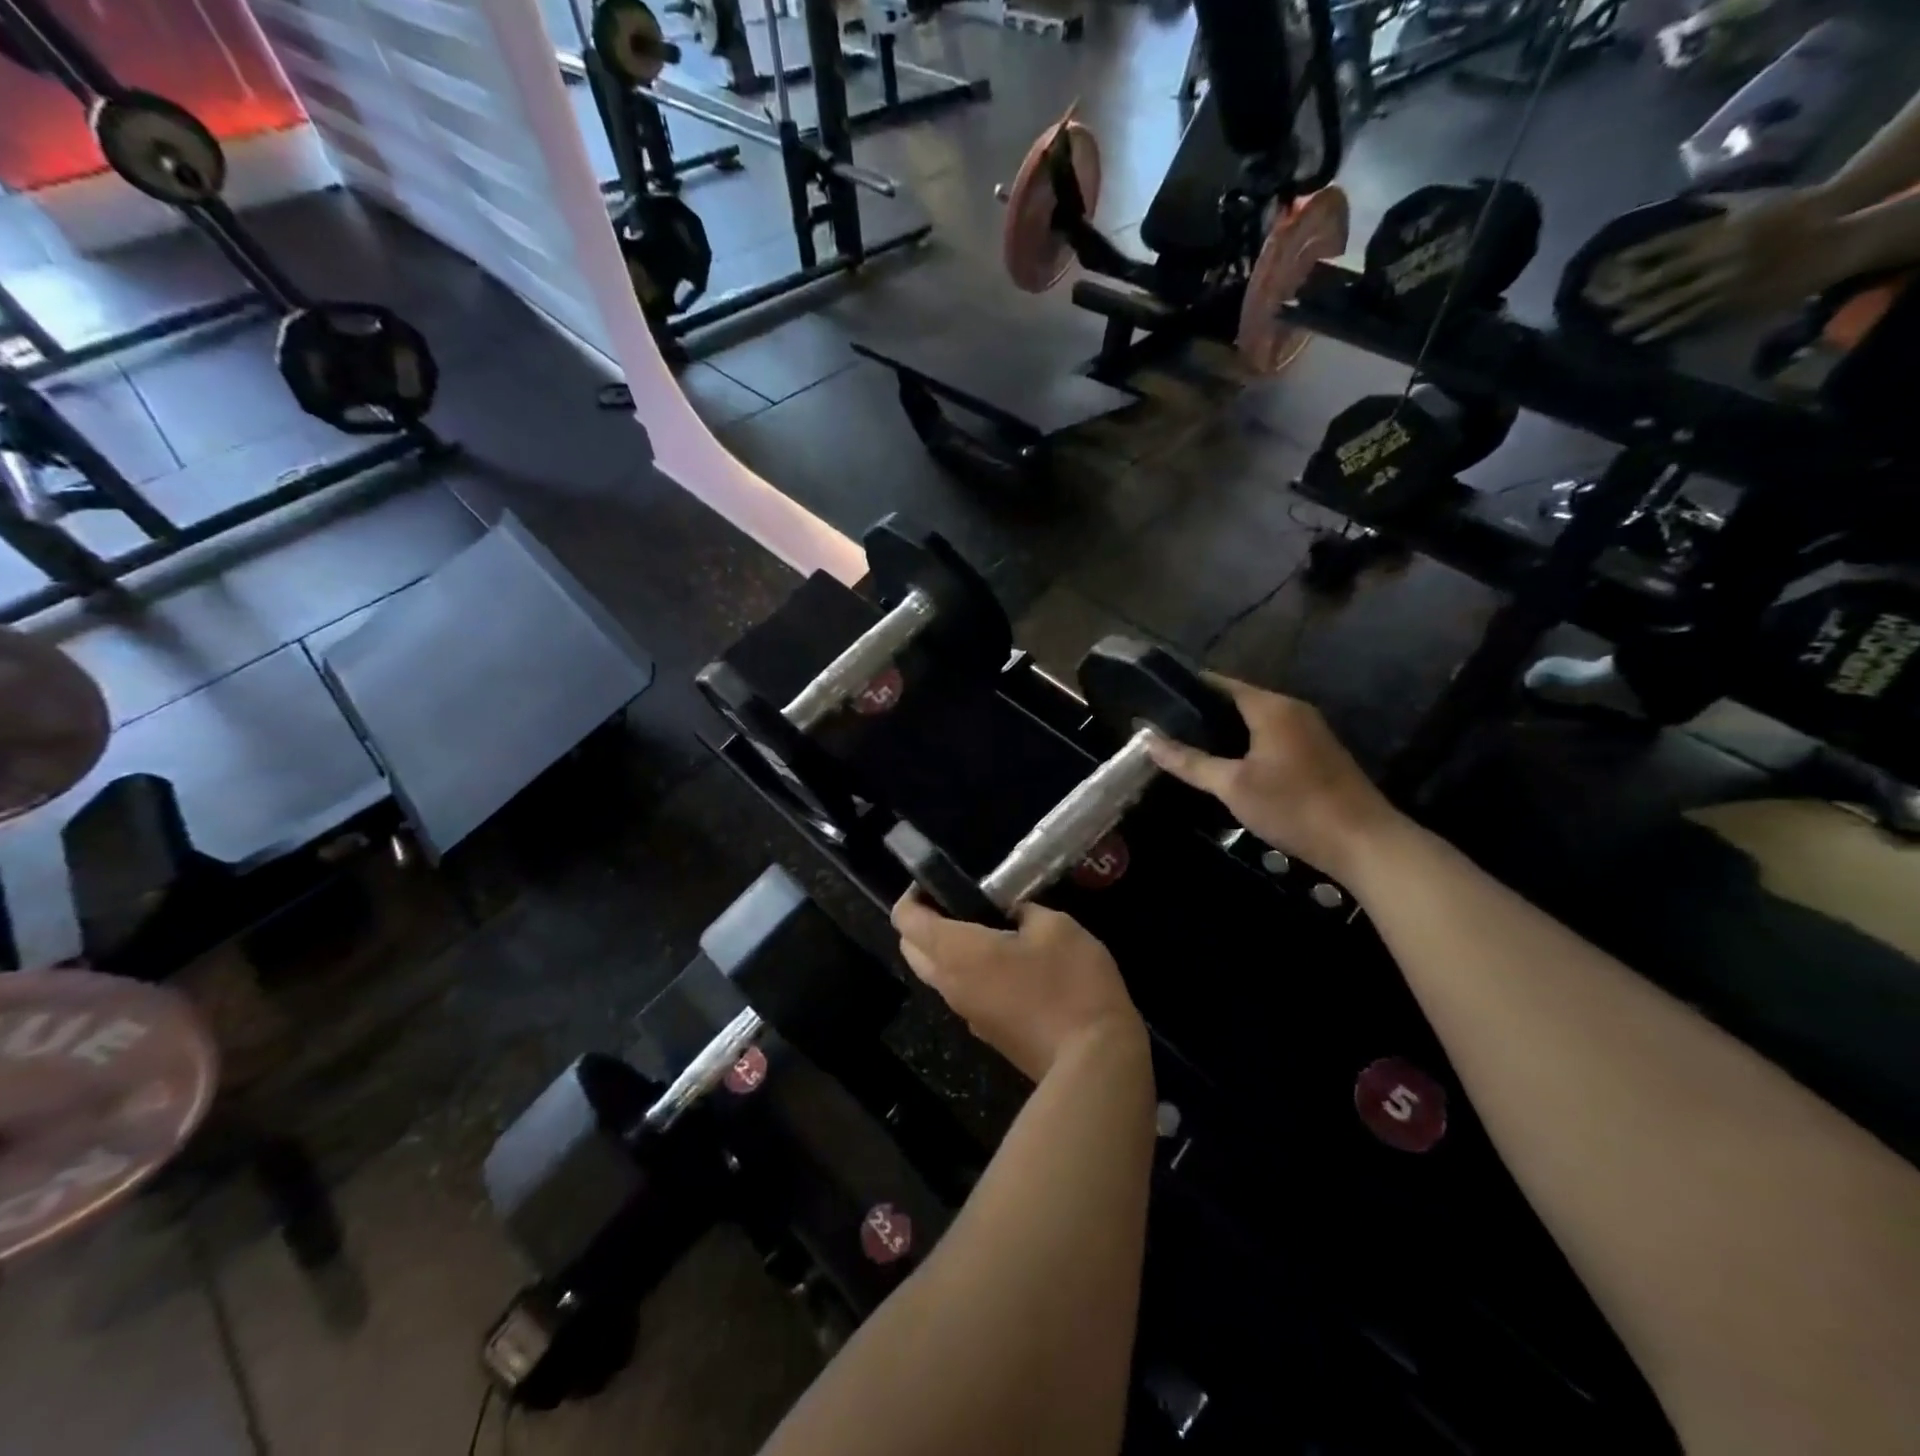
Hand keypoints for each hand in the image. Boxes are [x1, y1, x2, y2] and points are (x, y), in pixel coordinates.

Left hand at [892, 895, 1140, 1081]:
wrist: (1093, 1062)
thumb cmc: (1070, 983)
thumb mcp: (1056, 927)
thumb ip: (1025, 911)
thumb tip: (1012, 915)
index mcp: (955, 952)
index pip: (905, 919)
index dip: (913, 895)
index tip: (936, 880)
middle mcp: (949, 985)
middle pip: (913, 948)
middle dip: (924, 921)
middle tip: (961, 902)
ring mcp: (967, 1014)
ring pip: (936, 974)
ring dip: (947, 949)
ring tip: (989, 926)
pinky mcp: (988, 1033)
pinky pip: (963, 993)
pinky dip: (970, 972)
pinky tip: (1009, 962)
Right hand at [1146, 675, 1398, 879]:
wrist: (1362, 842)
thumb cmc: (1293, 806)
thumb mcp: (1233, 786)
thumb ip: (1190, 762)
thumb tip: (1148, 740)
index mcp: (1271, 707)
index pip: (1220, 683)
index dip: (1187, 690)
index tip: (1157, 702)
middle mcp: (1292, 709)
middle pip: (1237, 701)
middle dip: (1202, 713)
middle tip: (1165, 730)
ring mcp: (1309, 730)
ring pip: (1255, 721)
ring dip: (1224, 731)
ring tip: (1188, 747)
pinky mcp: (1316, 753)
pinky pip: (1271, 736)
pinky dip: (1245, 743)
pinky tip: (1227, 765)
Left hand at [1585, 190, 1843, 341]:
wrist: (1836, 231)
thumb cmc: (1790, 209)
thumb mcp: (1751, 200)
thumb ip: (1712, 205)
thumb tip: (1678, 202)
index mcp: (1720, 229)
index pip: (1670, 242)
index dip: (1639, 254)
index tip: (1613, 263)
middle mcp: (1717, 256)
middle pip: (1662, 277)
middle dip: (1628, 291)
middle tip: (1599, 303)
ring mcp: (1724, 280)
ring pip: (1672, 302)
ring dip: (1641, 316)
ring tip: (1613, 328)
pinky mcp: (1732, 299)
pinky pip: (1692, 316)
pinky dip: (1665, 327)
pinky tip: (1644, 338)